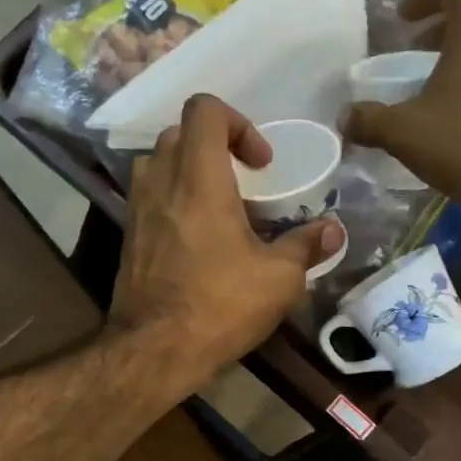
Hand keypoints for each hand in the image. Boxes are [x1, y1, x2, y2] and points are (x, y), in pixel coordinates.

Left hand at [110, 94, 343, 394]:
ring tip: (219, 209)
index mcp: (198, 177)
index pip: (204, 110)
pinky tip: (198, 241)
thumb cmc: (219, 305)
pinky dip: (173, 202)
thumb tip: (333, 231)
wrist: (154, 350)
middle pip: (180, 134)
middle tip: (244, 184)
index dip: (238, 123)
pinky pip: (149, 199)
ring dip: (189, 173)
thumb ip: (306, 246)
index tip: (261, 164)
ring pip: (158, 165)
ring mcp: (136, 209)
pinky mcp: (127, 237)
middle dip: (215, 147)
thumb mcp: (278, 278)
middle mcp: (160, 182)